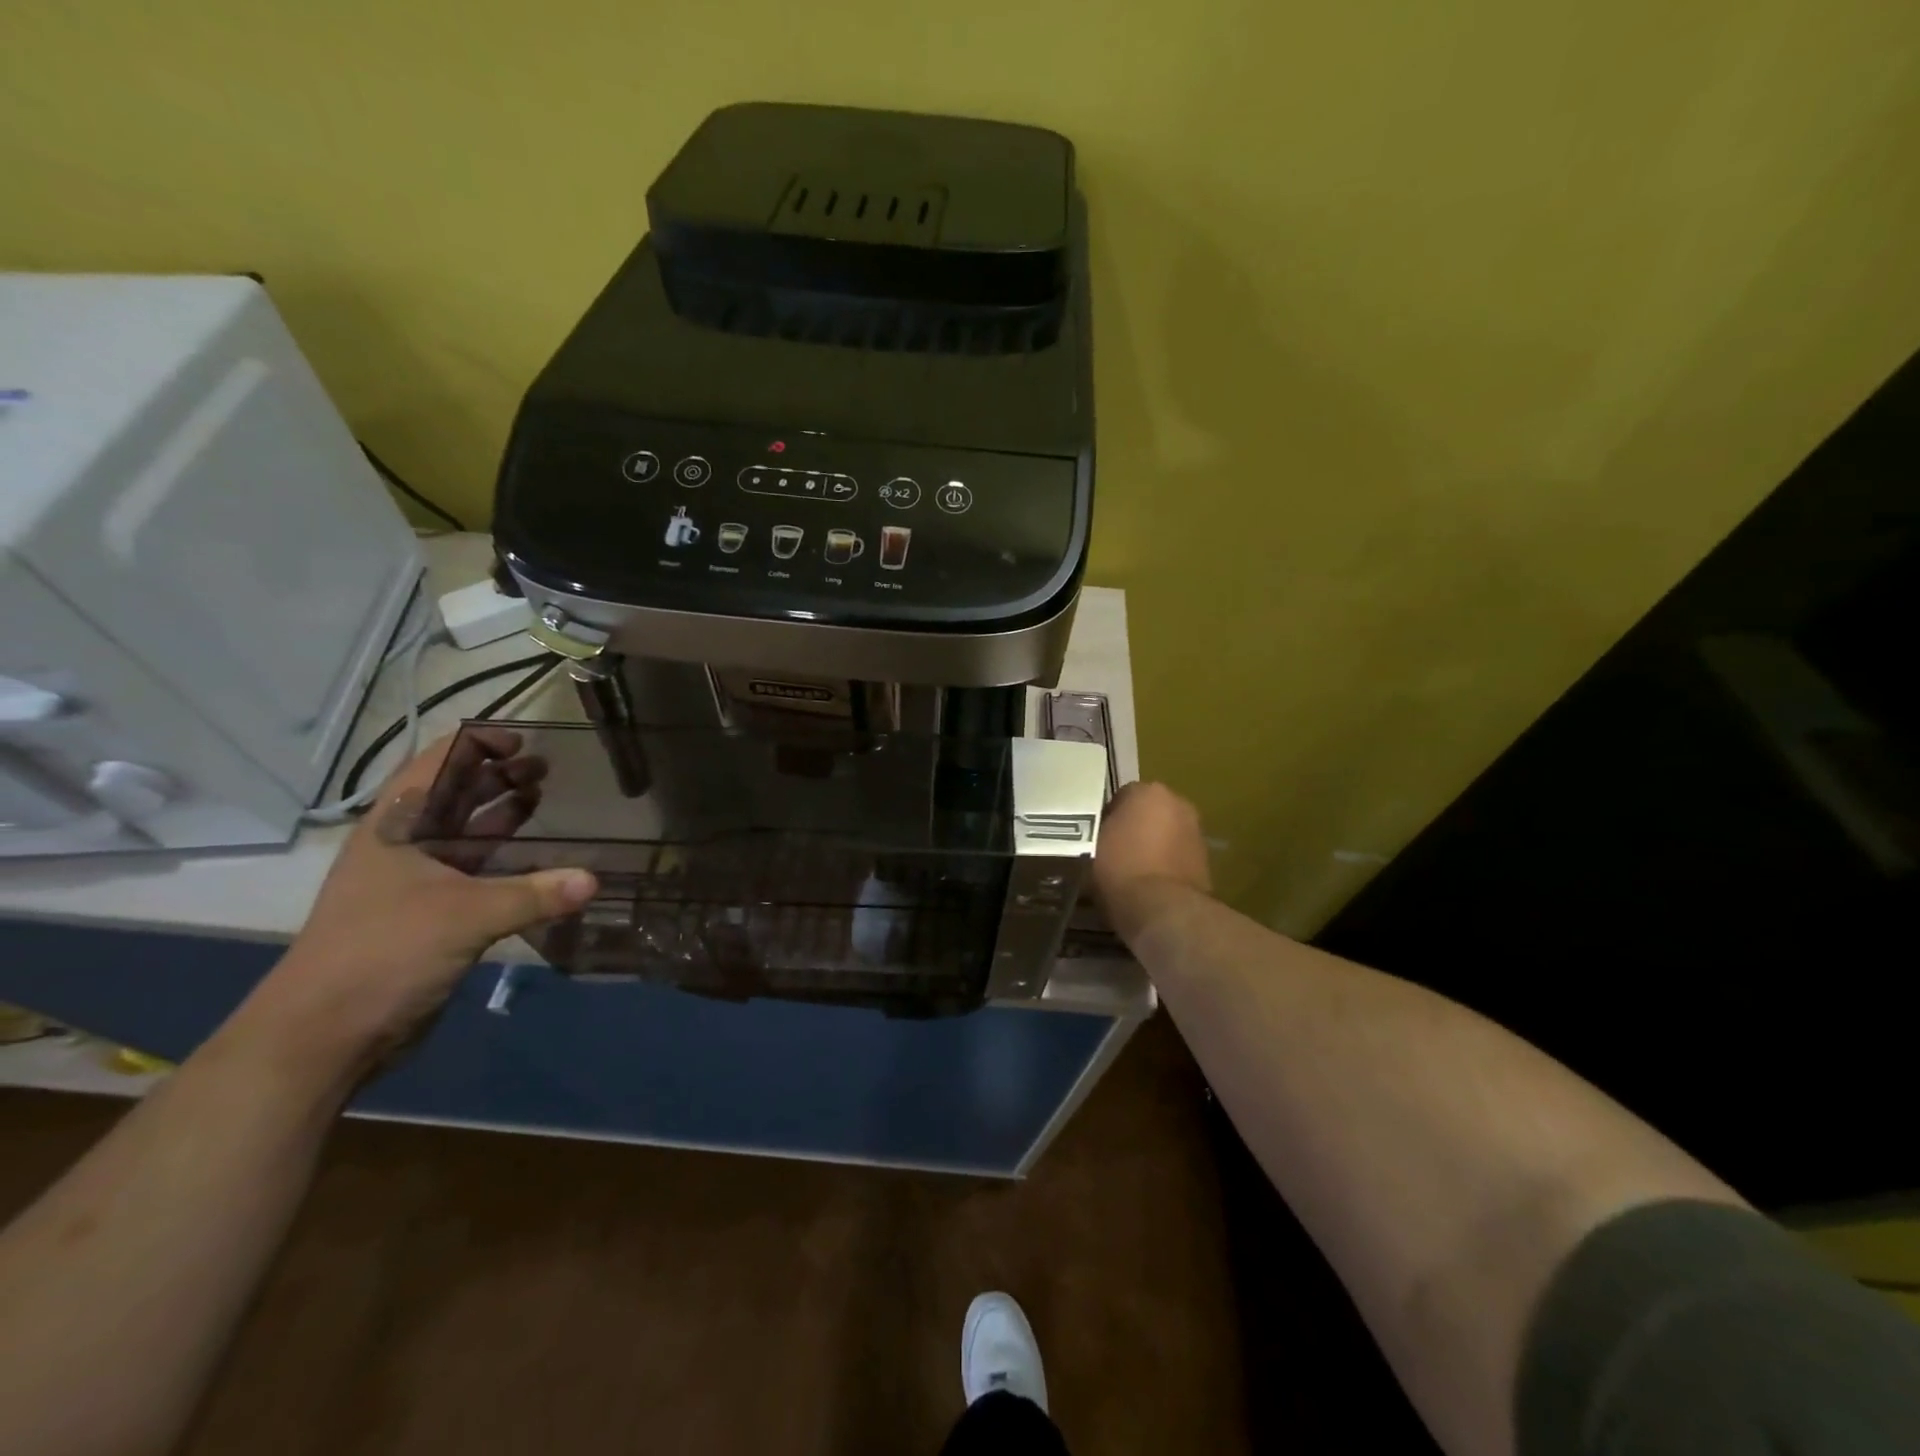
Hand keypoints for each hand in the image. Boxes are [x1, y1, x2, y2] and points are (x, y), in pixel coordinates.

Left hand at [242, 731, 597, 1071]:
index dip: (476, 746)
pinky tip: (539, 859)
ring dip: (502, 815)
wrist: (325, 1035)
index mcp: (395, 828)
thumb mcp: (464, 915)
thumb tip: (594, 880)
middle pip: (453, 796)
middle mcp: (403, 847)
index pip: (436, 766)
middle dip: (497, 777)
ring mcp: (415, 882)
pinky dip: (506, 860)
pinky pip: (476, 873)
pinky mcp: (431, 916)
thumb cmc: (383, 952)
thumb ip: (534, 894)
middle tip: (547, 768)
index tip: (523, 740)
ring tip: (545, 798)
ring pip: (464, 835)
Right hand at [1094, 781, 1211, 944]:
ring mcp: (1196, 832)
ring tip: (1129, 872)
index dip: (1105, 817)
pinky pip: (1176, 857)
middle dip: (1134, 828)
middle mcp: (1178, 803)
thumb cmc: (1120, 868)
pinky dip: (1165, 866)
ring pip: (1164, 835)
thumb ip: (1095, 831)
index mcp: (1149, 791)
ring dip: (1151, 847)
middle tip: (1112, 852)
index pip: (1121, 796)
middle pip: (1148, 813)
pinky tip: (1148, 886)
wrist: (1163, 909)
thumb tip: (1096, 834)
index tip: (1095, 837)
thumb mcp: (1090, 845)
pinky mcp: (1206, 862)